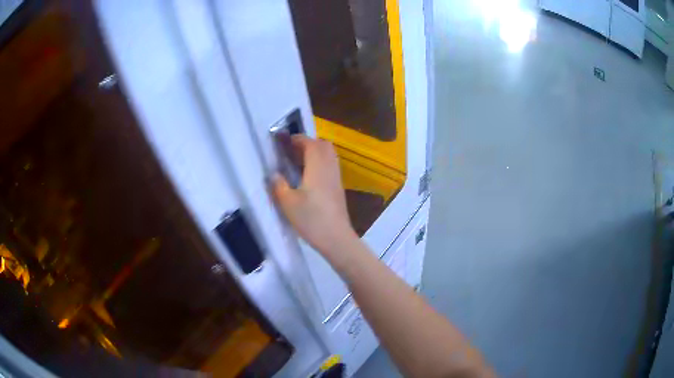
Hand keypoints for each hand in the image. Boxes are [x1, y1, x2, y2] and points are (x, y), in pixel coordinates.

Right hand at [272, 135, 357, 261]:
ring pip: (329, 155)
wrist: (336, 238)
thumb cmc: (311, 219)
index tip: (285, 141)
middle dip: (308, 143)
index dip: (298, 139)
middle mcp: (330, 168)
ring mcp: (337, 178)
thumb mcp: (288, 203)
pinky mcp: (339, 188)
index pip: (311, 144)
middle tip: (292, 151)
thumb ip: (279, 185)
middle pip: (323, 145)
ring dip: (315, 152)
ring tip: (298, 162)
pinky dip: (320, 163)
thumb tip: (274, 174)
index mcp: (317, 167)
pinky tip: (309, 177)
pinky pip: (331, 166)